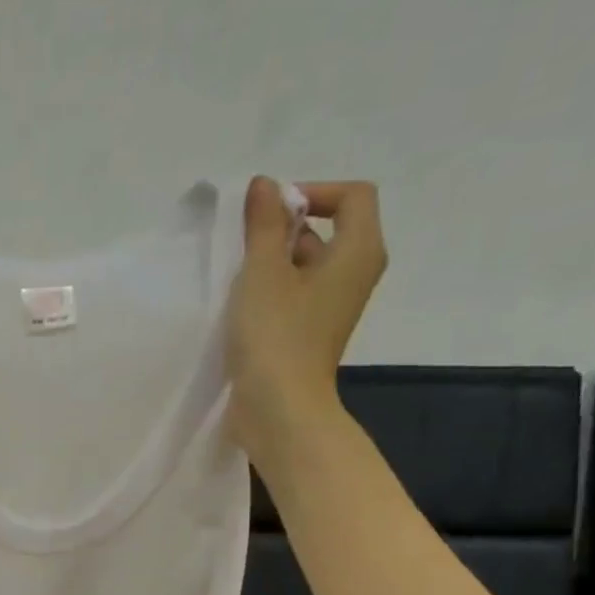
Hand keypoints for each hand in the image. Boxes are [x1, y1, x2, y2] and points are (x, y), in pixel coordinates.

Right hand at [224, 178, 387, 444]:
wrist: (279, 410)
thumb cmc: (275, 336)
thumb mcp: (263, 272)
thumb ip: (263, 224)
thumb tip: (266, 185)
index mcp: (358, 252)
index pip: (352, 196)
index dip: (311, 192)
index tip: (270, 213)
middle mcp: (353, 275)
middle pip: (327, 229)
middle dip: (284, 228)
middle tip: (243, 243)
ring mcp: (331, 307)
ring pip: (306, 265)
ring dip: (272, 261)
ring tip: (237, 276)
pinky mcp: (309, 333)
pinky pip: (295, 295)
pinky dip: (271, 290)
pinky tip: (240, 306)